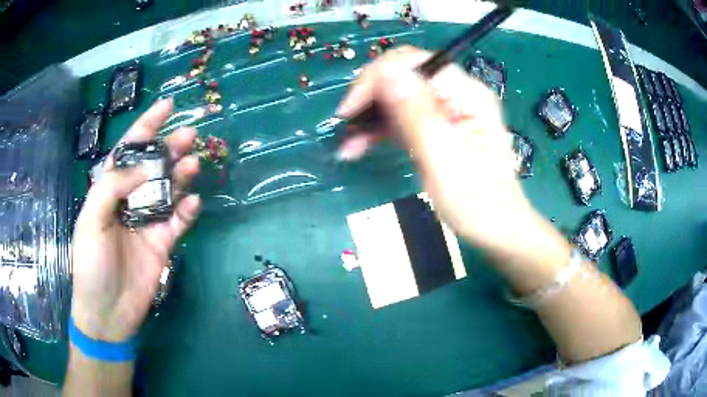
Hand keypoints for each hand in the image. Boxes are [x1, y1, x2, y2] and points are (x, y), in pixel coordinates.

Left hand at [71, 99, 200, 341]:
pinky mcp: (163, 243)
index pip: (128, 151)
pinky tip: (194, 202)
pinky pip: (178, 221)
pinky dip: (188, 210)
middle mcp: (130, 201)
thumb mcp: (90, 220)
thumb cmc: (91, 264)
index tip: (167, 105)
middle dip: (169, 147)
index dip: (146, 126)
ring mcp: (148, 222)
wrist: (108, 312)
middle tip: (189, 134)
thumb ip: (112, 187)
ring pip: (169, 190)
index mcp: (109, 191)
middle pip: (152, 167)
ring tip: (194, 162)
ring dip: (181, 175)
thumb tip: (145, 168)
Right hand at [336, 46, 539, 256]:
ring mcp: (448, 110)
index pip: (413, 63)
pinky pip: (404, 117)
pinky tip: (361, 146)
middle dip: (371, 97)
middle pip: (404, 76)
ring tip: (349, 145)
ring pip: (399, 97)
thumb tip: (386, 71)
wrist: (497, 229)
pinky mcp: (438, 127)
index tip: (350, 110)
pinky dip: (382, 130)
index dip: (376, 78)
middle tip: (346, 128)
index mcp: (467, 93)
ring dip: (371, 116)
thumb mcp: (444, 158)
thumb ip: (416, 113)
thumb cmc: (476, 202)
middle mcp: (457, 93)